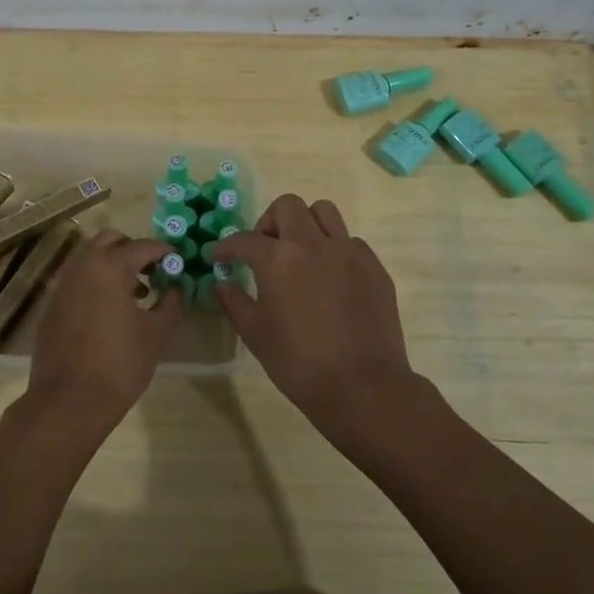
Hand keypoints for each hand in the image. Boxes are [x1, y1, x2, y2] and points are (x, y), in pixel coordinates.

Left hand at [26, 229, 180, 428]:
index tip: (179, 261)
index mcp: (109, 267)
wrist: (67, 402)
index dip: (165, 251)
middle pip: (110, 240)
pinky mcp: (52, 304)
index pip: (143, 246)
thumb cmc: (119, 365)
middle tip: (154, 271)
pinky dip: (96, 281)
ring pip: (90, 257)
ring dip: (113, 264)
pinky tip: (110, 310)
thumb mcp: (156, 334)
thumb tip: (175, 287)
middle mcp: (82, 266)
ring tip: (136, 293)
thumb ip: (170, 303)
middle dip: (134, 249)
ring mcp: (62, 284)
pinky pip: (77, 278)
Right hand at [210, 195, 420, 444]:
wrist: (363, 387)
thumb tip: (222, 283)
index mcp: (279, 258)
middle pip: (288, 206)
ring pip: (324, 212)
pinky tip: (330, 278)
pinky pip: (350, 241)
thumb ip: (234, 302)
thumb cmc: (299, 363)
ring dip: (306, 224)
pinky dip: (334, 249)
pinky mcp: (374, 267)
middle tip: (264, 249)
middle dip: (269, 222)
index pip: (244, 239)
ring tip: (300, 253)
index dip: (226, 247)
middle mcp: (313, 244)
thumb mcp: (256, 334)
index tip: (218, 257)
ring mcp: (348, 252)